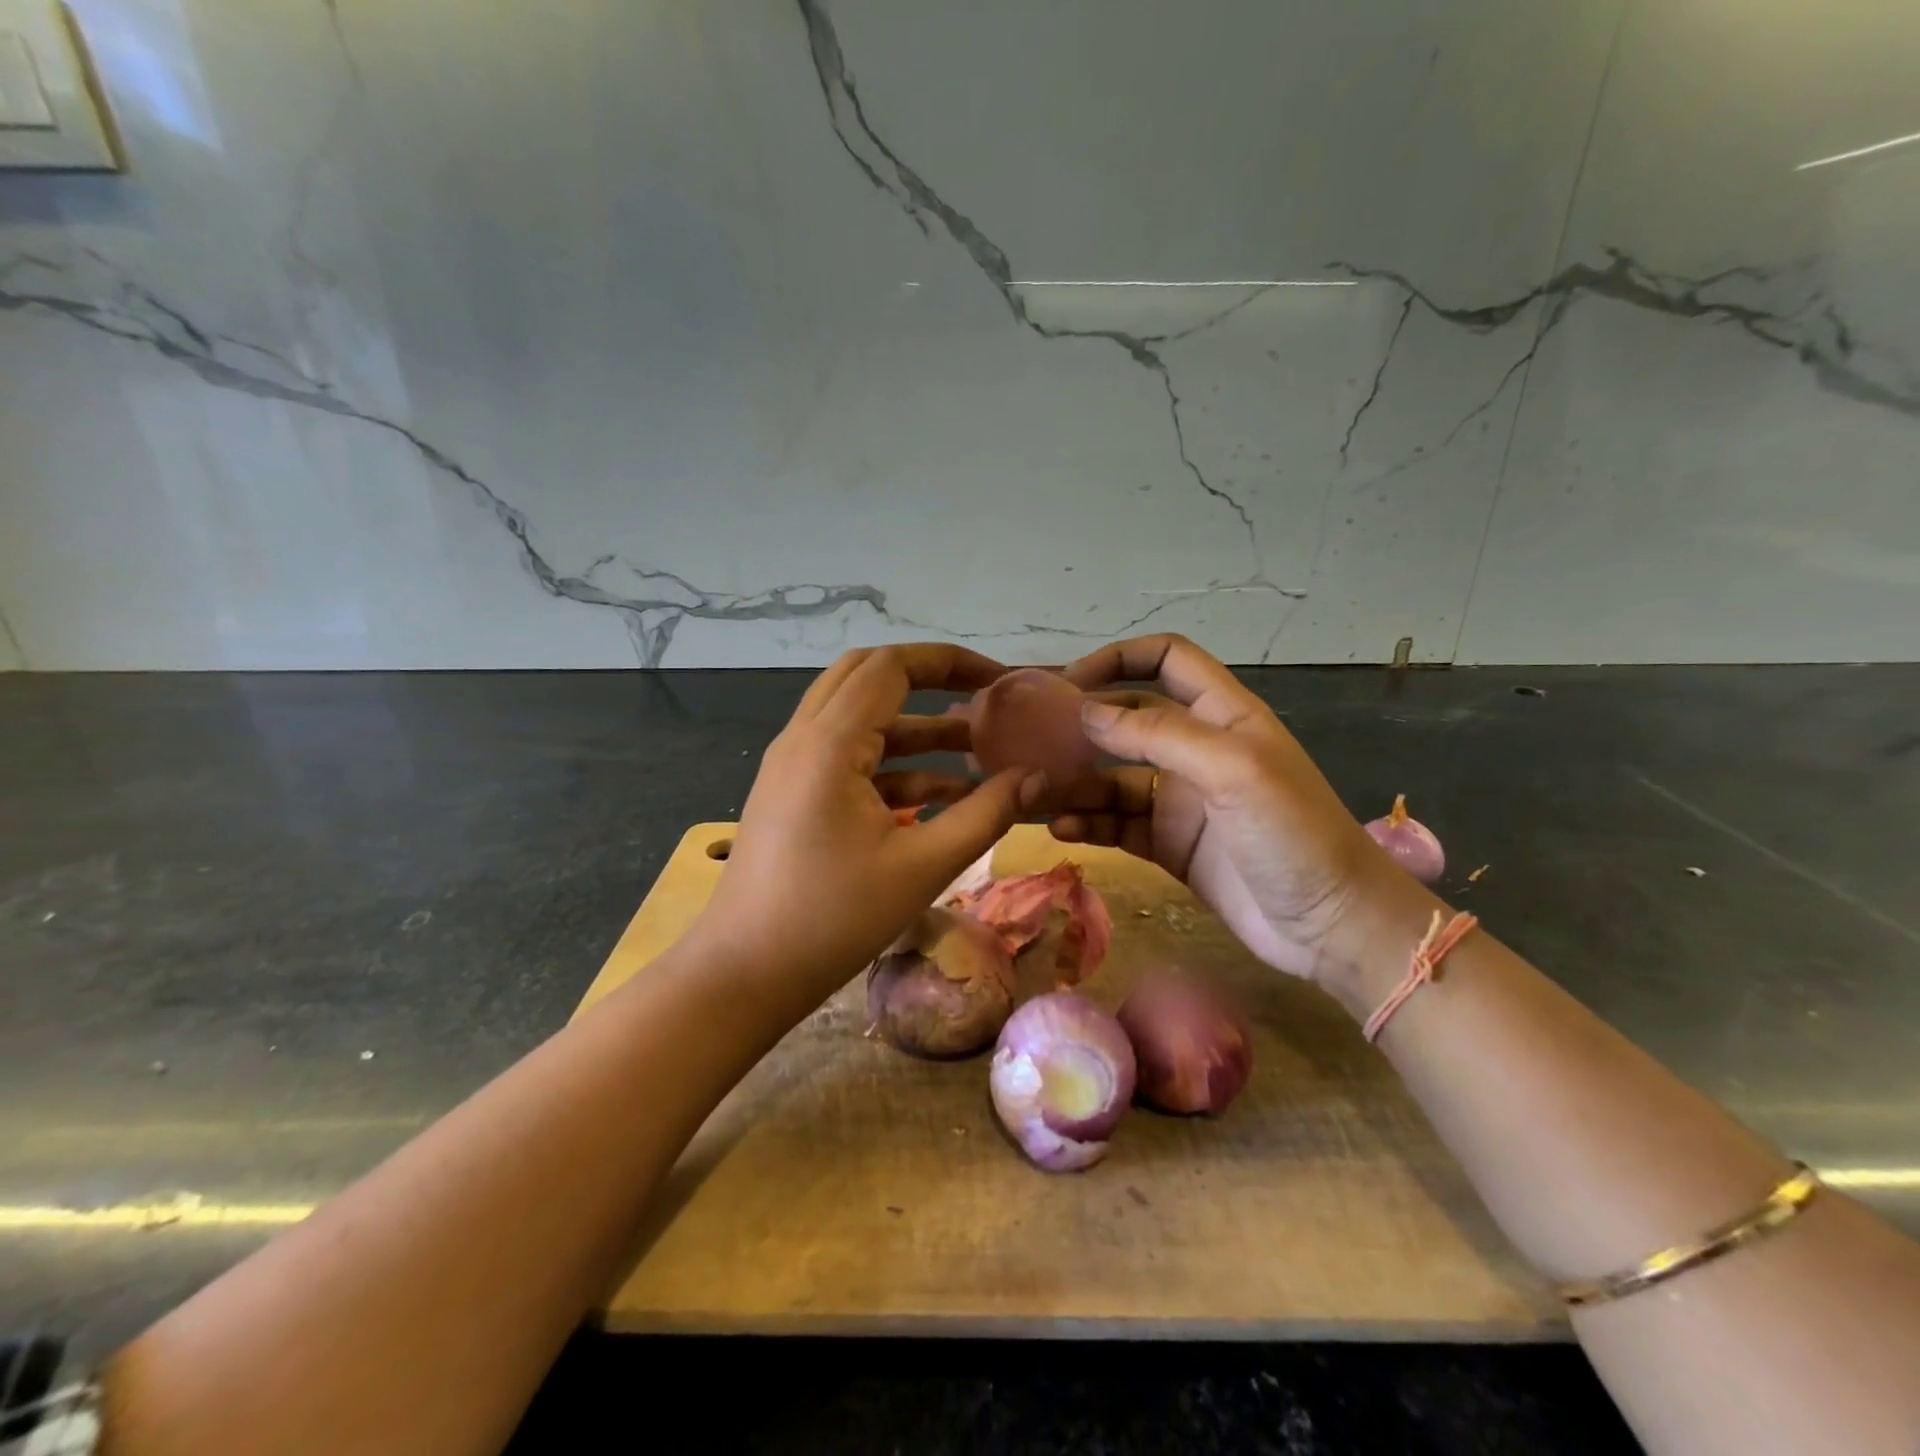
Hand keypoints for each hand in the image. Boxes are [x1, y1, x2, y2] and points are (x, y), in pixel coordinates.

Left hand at [693, 645, 1045, 1003]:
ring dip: (915, 728)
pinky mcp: (793, 795)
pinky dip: (894, 766)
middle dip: (929, 681)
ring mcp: (793, 766)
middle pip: (868, 677)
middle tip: (982, 699)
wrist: (744, 974)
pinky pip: (849, 759)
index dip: (949, 662)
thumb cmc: (833, 919)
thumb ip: (985, 814)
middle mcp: (804, 738)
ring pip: (859, 720)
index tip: (1000, 680)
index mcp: (830, 742)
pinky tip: (941, 796)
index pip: (891, 666)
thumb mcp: (922, 865)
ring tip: (977, 751)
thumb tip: (1037, 778)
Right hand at [1055, 634, 1408, 982]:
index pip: (1166, 660)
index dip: (1118, 659)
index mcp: (1221, 715)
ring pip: (1114, 778)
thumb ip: (1158, 734)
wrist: (1330, 926)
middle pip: (1128, 720)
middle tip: (1031, 744)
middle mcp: (1196, 749)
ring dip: (1076, 783)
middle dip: (1083, 727)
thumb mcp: (1231, 770)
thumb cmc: (1292, 833)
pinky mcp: (1170, 845)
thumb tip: (1086, 713)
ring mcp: (1181, 800)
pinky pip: (1118, 824)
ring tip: (1035, 795)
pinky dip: (1088, 823)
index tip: (1069, 683)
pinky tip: (1061, 830)